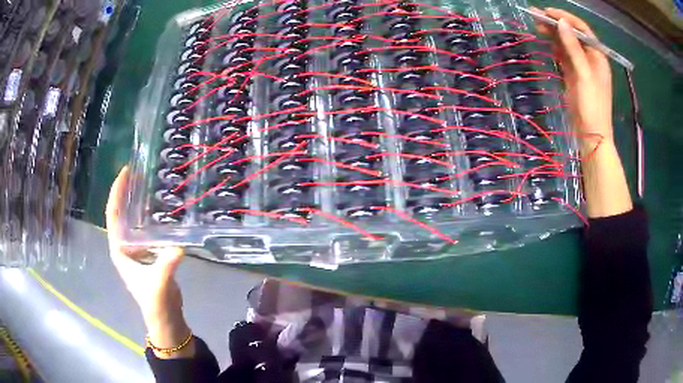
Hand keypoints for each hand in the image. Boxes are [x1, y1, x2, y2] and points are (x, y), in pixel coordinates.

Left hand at [106, 167, 193, 356]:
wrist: (166, 318)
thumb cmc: (156, 304)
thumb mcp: (158, 285)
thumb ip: (166, 267)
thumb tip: (179, 246)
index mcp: (119, 250)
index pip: (113, 216)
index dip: (116, 193)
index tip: (125, 172)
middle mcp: (125, 246)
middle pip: (121, 214)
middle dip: (126, 192)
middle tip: (139, 171)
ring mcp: (137, 250)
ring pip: (134, 220)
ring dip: (138, 202)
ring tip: (148, 184)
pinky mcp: (149, 253)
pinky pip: (147, 229)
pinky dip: (151, 216)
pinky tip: (162, 209)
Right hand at [535, 8, 612, 152]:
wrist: (592, 136)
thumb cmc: (593, 106)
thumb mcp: (584, 75)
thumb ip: (574, 48)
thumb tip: (561, 22)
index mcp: (598, 57)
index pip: (582, 29)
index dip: (566, 18)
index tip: (548, 12)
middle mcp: (590, 59)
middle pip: (573, 35)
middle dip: (556, 24)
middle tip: (536, 17)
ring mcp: (582, 67)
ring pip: (566, 45)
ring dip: (553, 35)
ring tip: (536, 26)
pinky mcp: (574, 76)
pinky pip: (564, 56)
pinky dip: (555, 48)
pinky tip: (546, 42)